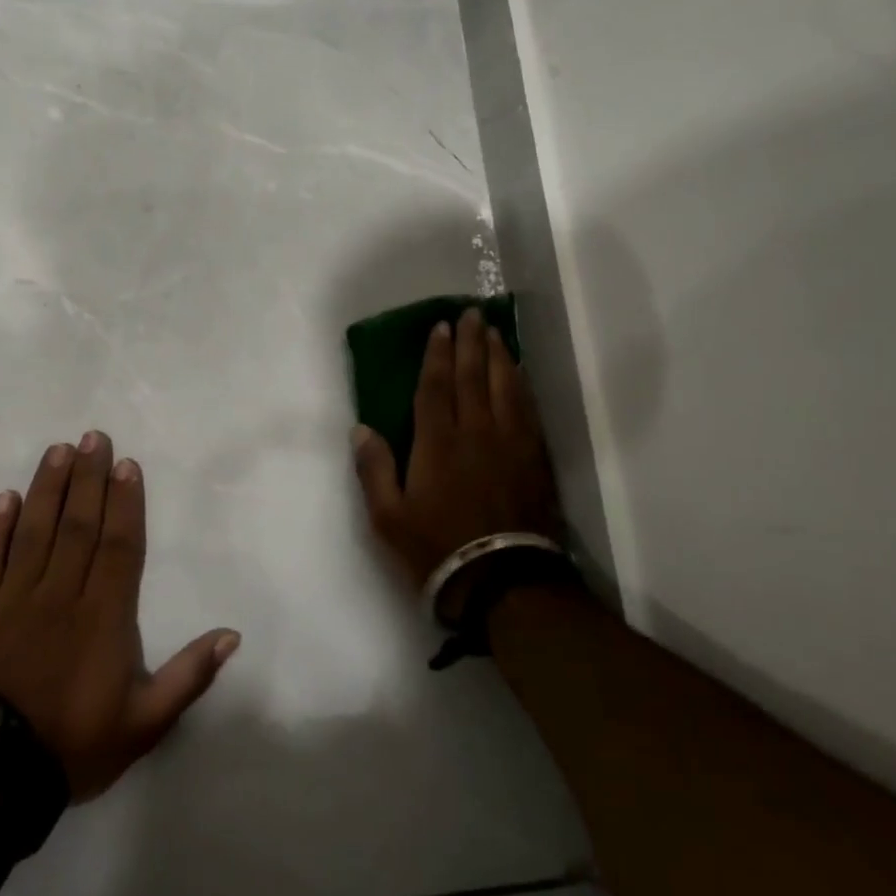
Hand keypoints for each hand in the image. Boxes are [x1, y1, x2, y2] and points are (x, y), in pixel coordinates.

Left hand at [0, 431, 239, 801]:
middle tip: (93, 437)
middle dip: (89, 478)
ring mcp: (12, 601)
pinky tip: (5, 498)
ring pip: (34, 531)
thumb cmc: (73, 746)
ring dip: (48, 488)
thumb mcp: (144, 723)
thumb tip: (232, 635)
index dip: (125, 501)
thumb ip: (189, 676)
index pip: (119, 544)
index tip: (126, 464)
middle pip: (79, 525)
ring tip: (58, 451)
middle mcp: (60, 595)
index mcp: (104, 616)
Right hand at [351, 308, 563, 607]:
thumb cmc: (437, 548)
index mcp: (437, 442)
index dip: (437, 354)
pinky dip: (522, 383)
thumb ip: (374, 469)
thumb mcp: (388, 517)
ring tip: (494, 332)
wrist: (503, 581)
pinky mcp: (534, 457)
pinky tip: (519, 373)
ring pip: (505, 385)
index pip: (436, 385)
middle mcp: (476, 431)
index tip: (441, 327)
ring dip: (498, 355)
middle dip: (470, 342)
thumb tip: (361, 428)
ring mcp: (510, 442)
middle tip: (470, 314)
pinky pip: (527, 407)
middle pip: (473, 375)